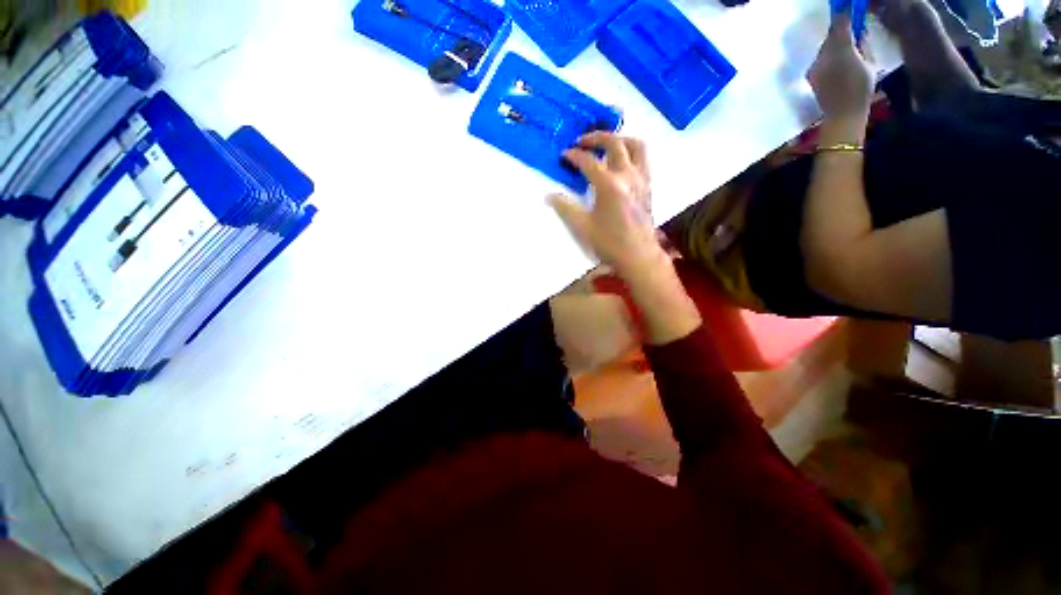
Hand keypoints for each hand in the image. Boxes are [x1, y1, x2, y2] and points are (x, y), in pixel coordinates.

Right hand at [548, 133, 661, 277]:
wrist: (638, 256)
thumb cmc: (609, 243)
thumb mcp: (582, 228)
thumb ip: (565, 208)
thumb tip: (549, 195)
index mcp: (609, 185)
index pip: (588, 161)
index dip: (574, 156)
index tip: (563, 156)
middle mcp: (627, 175)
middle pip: (614, 143)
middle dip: (596, 138)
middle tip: (581, 142)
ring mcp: (641, 179)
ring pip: (635, 145)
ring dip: (619, 139)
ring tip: (605, 145)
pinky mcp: (648, 186)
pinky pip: (643, 159)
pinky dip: (631, 153)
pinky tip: (621, 163)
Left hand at [807, 14, 874, 120]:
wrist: (842, 114)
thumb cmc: (862, 89)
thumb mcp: (870, 62)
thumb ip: (862, 44)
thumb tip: (858, 32)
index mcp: (842, 50)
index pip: (840, 24)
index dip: (845, 14)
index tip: (848, 6)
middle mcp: (824, 56)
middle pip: (830, 36)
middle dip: (839, 33)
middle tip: (850, 33)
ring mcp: (814, 66)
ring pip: (824, 48)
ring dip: (833, 46)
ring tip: (844, 53)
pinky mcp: (810, 76)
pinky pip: (820, 60)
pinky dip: (828, 58)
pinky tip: (836, 65)